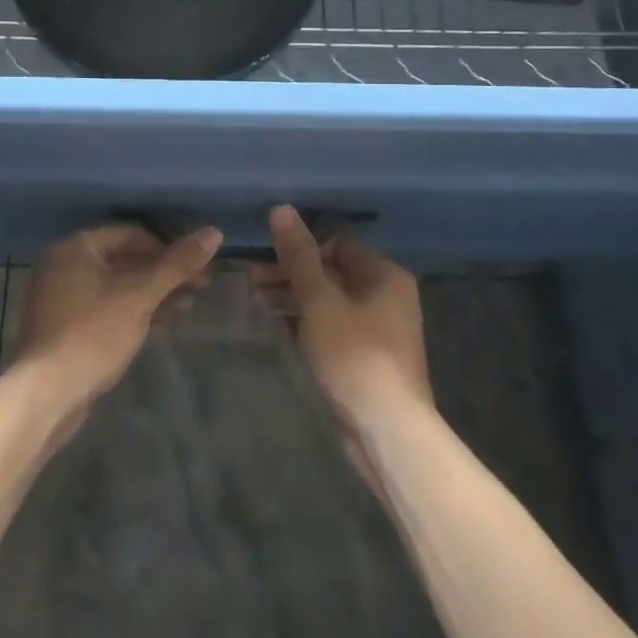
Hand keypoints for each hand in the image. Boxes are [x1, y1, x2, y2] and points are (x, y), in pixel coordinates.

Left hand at [12, 222, 221, 433]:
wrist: (46, 395)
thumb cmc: (93, 334)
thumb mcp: (140, 296)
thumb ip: (177, 264)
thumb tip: (213, 232)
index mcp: (77, 247)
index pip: (132, 233)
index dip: (168, 248)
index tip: (197, 268)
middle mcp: (64, 264)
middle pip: (125, 258)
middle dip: (163, 273)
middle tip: (199, 288)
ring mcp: (61, 296)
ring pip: (116, 285)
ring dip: (152, 294)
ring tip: (185, 308)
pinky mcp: (64, 325)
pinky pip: (104, 306)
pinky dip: (132, 311)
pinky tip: (160, 325)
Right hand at [251, 205, 433, 447]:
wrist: (386, 430)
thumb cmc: (354, 354)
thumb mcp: (319, 299)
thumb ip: (298, 256)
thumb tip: (281, 208)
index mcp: (384, 275)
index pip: (337, 245)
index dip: (301, 249)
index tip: (267, 259)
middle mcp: (385, 296)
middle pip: (331, 273)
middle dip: (290, 274)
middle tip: (252, 280)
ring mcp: (376, 329)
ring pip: (328, 301)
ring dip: (293, 298)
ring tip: (257, 301)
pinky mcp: (364, 357)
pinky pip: (330, 327)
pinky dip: (305, 323)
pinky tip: (276, 325)